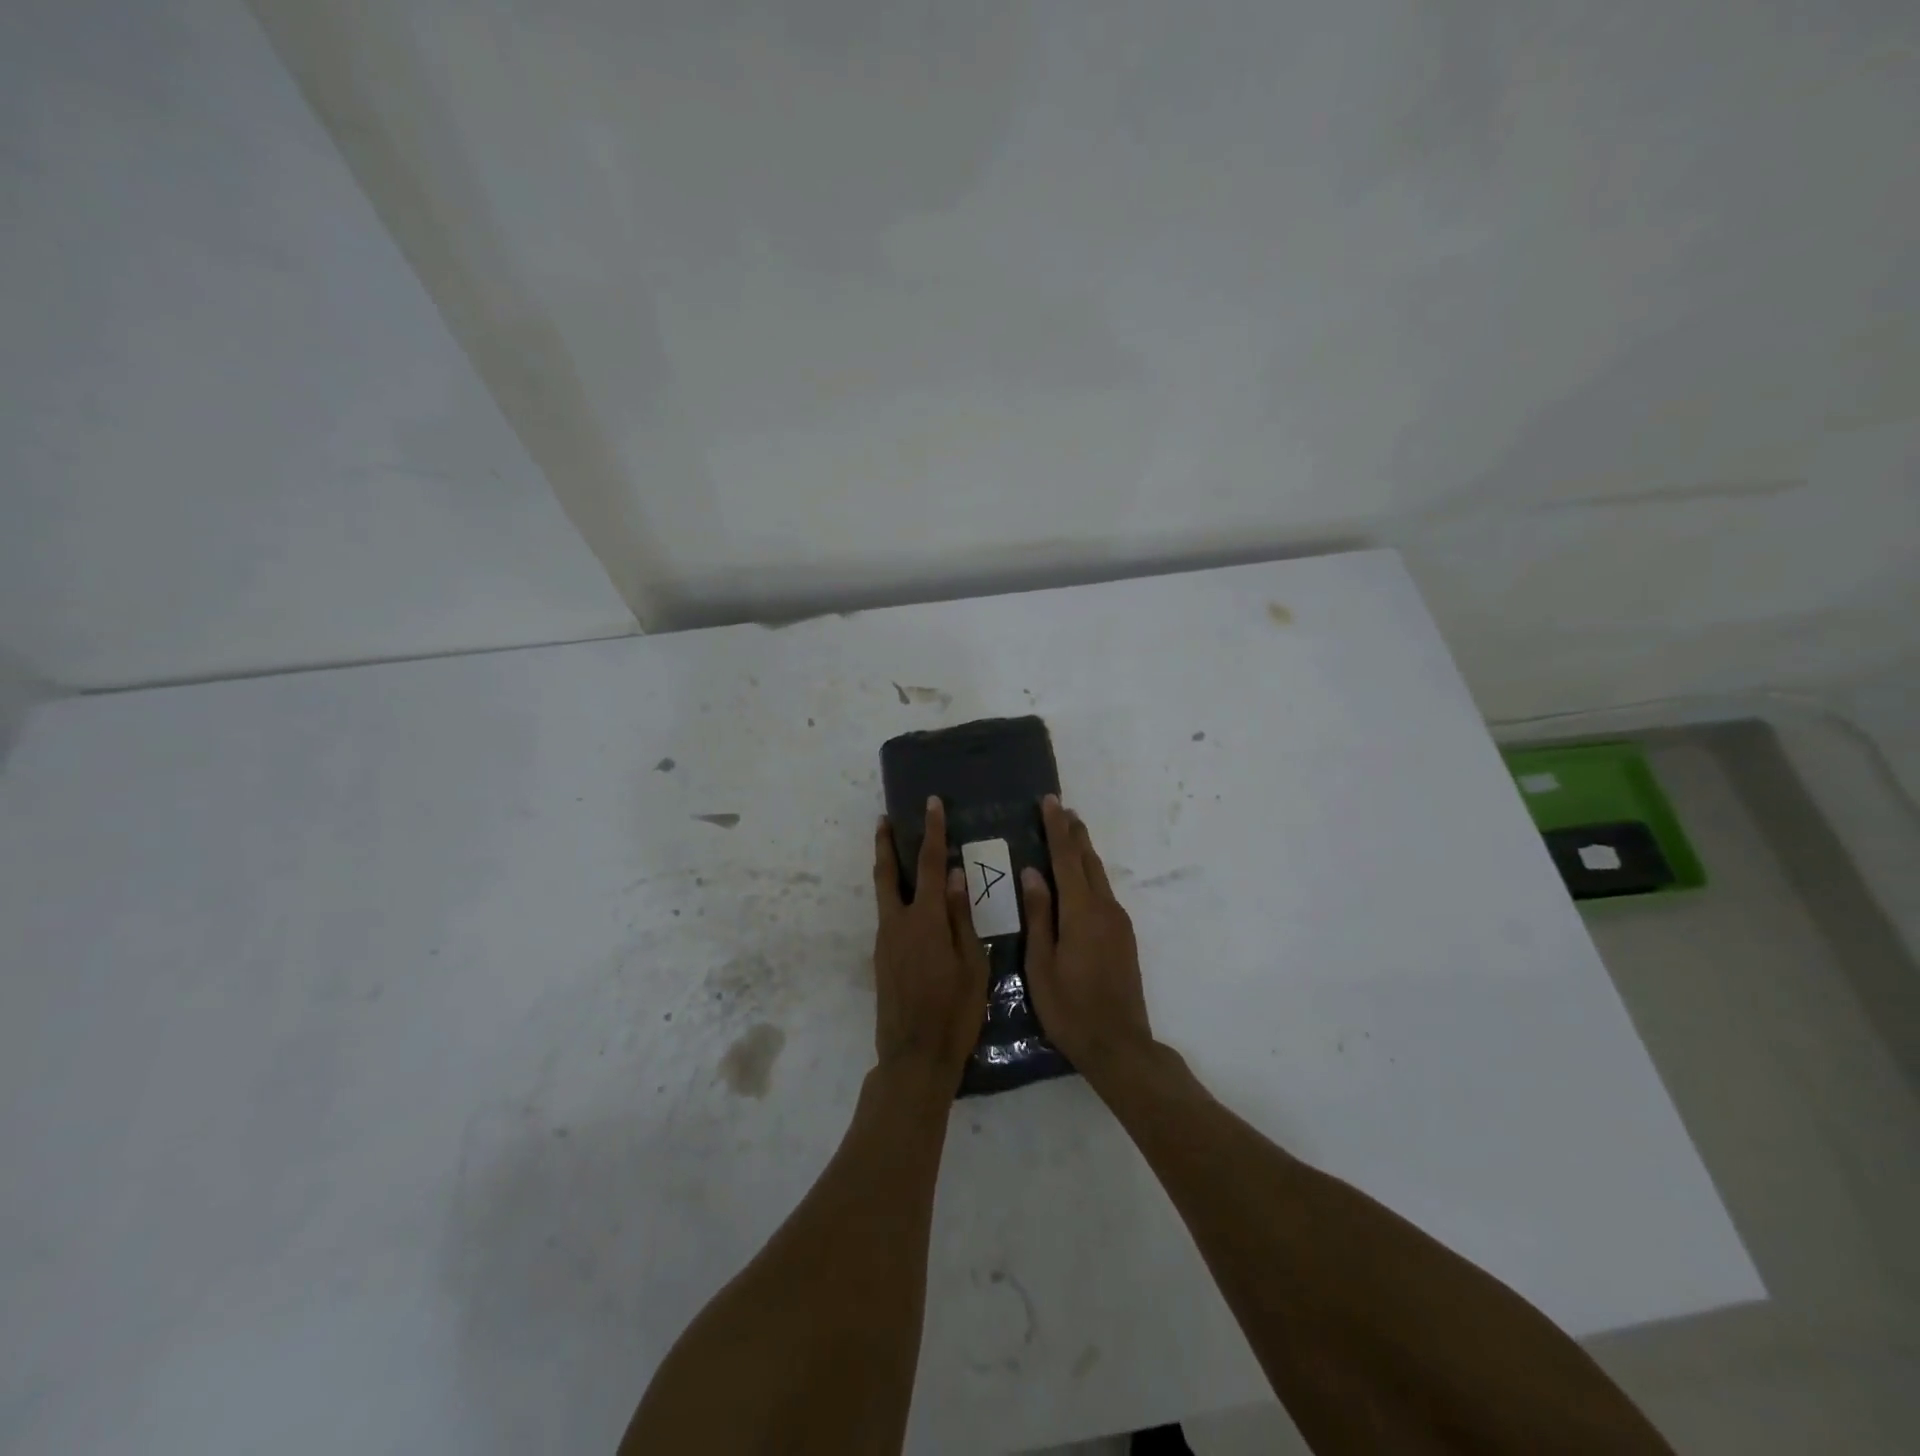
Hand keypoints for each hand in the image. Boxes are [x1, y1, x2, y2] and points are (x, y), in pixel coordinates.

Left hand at [871, 797, 990, 1083]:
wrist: (914, 1057)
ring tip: (897, 851)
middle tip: (884, 819)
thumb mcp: (973, 964)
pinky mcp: (881, 958)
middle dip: (886, 843)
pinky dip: (895, 897)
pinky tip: (911, 903)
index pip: (930, 864)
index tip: (931, 804)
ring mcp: (885, 941)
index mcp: (926, 920)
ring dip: (889, 869)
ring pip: (884, 894)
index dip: (931, 831)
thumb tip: (957, 876)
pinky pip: (888, 916)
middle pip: (888, 873)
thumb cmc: (955, 1012)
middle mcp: (898, 923)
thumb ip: (962, 917)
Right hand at [1021, 795, 1153, 1078]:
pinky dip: (1089, 875)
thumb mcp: (1041, 964)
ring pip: (1098, 876)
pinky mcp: (1123, 936)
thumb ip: (1039, 916)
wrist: (1119, 1044)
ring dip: (1083, 852)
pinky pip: (1103, 893)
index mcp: (1081, 912)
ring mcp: (1118, 922)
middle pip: (1088, 861)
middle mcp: (1105, 909)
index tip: (1050, 802)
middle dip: (1074, 833)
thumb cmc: (1070, 1008)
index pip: (1067, 859)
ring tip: (1069, 833)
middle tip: (1060, 808)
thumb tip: (1033, 873)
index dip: (1057, 829)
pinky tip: (1078, 879)